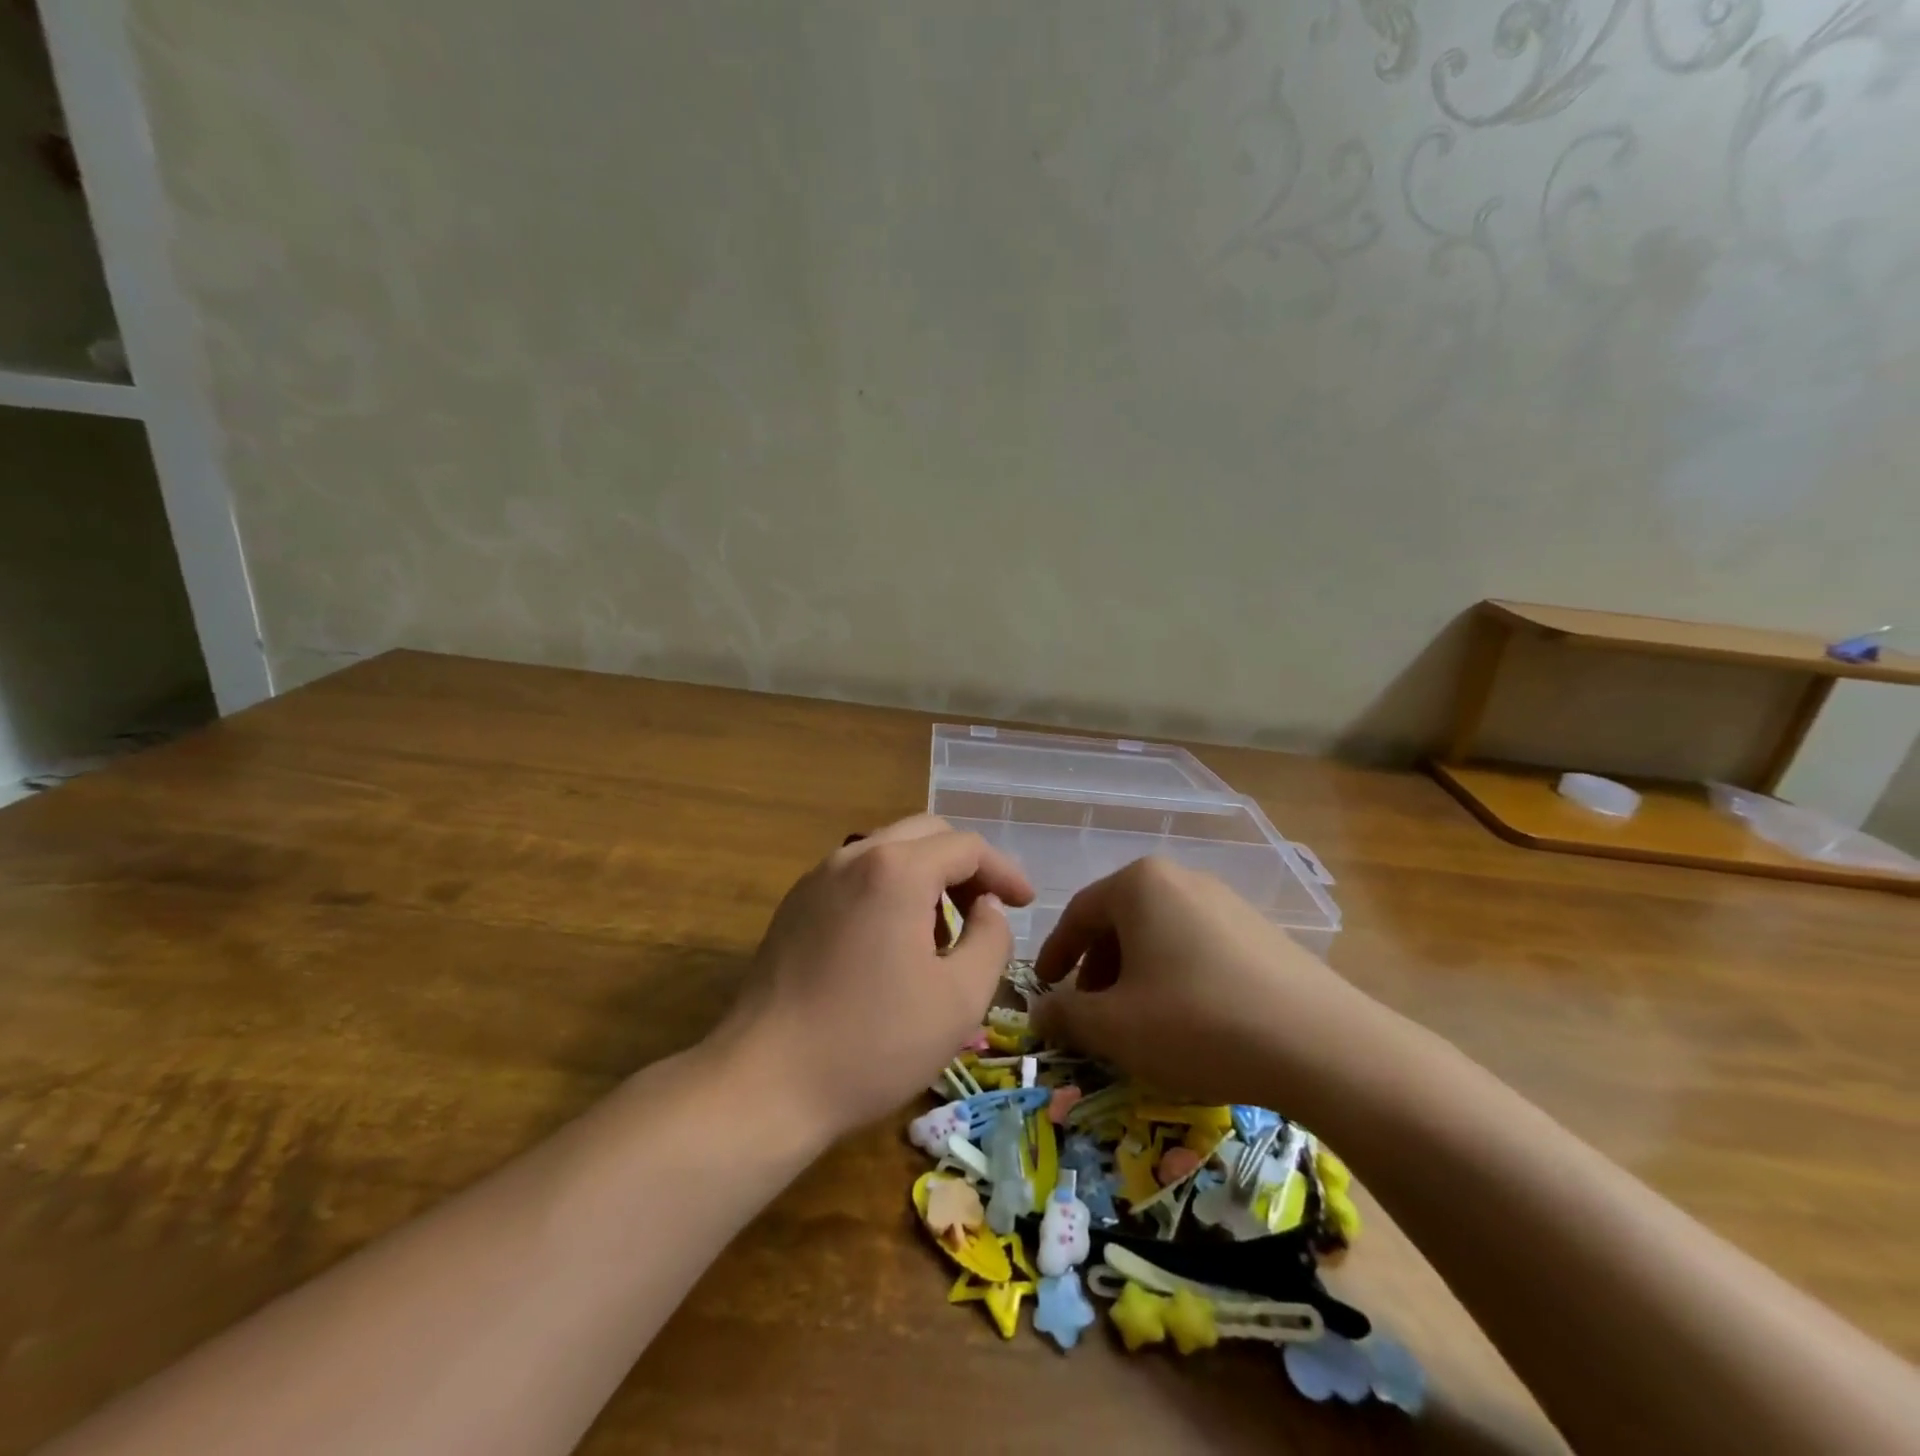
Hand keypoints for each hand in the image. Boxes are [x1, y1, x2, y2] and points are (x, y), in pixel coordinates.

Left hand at [714, 815, 1034, 1142]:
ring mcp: (817, 878)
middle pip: (926, 834)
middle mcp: (854, 856)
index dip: (1004, 873)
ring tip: (941, 935)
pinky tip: (892, 943)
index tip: (1025, 905)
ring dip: (926, 877)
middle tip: (985, 912)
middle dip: (964, 866)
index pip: (967, 847)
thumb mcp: (959, 998)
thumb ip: (991, 938)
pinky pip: (856, 876)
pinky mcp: (795, 905)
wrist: (764, 1083)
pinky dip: (889, 890)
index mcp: (897, 870)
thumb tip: (986, 908)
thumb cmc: (873, 1043)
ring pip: (888, 851)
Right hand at [1030, 857, 1385, 1112]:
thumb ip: (1066, 1015)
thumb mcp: (1115, 1028)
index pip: (1078, 913)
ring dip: (1136, 975)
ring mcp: (1228, 902)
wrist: (1322, 1047)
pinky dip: (1176, 977)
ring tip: (1139, 1021)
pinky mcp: (1261, 932)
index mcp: (1140, 884)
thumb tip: (1040, 1012)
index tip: (1044, 989)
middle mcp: (1182, 879)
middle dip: (1098, 969)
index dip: (1054, 954)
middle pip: (1120, 921)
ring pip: (1160, 934)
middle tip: (1091, 1012)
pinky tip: (1189, 1021)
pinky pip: (1198, 946)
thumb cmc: (1197, 1023)